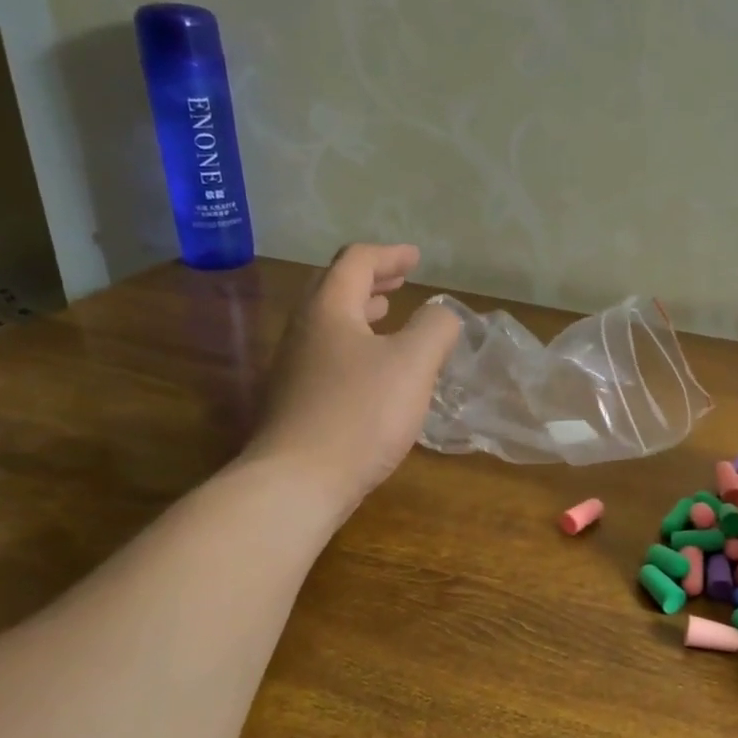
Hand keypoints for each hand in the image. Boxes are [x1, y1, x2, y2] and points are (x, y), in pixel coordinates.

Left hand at [245, 243, 458, 513]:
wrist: (297, 482)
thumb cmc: (360, 414)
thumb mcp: (412, 364)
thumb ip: (435, 328)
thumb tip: (443, 312)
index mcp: (329, 310)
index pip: (356, 262)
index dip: (389, 255)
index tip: (416, 258)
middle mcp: (304, 331)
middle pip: (335, 289)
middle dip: (371, 280)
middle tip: (401, 281)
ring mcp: (294, 368)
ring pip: (330, 324)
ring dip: (362, 312)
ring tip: (389, 316)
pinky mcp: (295, 401)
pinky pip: (328, 355)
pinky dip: (356, 345)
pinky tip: (375, 372)